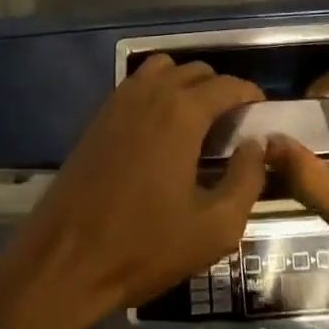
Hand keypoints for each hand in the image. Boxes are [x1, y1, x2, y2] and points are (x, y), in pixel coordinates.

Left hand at [0, 56, 266, 328]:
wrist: (66, 259)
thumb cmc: (145, 246)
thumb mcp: (215, 227)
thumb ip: (247, 180)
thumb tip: (257, 145)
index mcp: (182, 112)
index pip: (227, 84)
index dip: (250, 94)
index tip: (262, 112)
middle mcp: (152, 93)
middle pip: (196, 70)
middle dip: (221, 88)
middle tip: (233, 124)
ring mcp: (120, 100)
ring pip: (164, 69)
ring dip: (186, 83)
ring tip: (198, 120)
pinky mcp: (99, 115)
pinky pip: (137, 84)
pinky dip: (158, 90)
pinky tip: (162, 128)